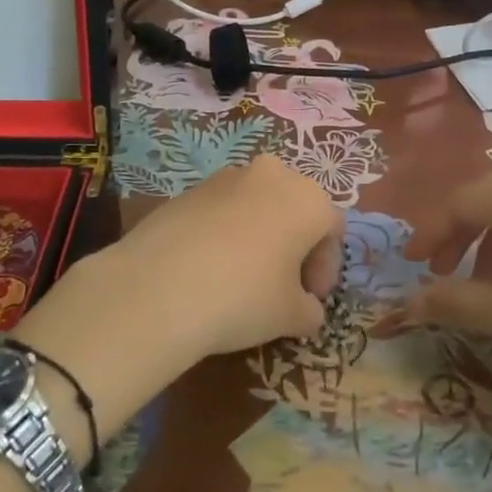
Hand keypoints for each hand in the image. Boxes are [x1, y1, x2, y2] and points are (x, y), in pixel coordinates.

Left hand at [79, 155, 344, 358]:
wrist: (159, 287)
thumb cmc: (244, 297)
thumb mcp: (291, 316)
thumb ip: (309, 310)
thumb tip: (306, 309)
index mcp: (307, 198)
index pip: (331, 229)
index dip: (326, 267)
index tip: (311, 298)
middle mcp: (270, 175)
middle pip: (294, 207)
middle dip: (294, 244)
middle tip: (283, 285)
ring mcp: (224, 178)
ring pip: (255, 205)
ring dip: (259, 235)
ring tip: (243, 277)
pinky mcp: (187, 190)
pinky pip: (220, 210)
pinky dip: (224, 233)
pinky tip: (208, 269)